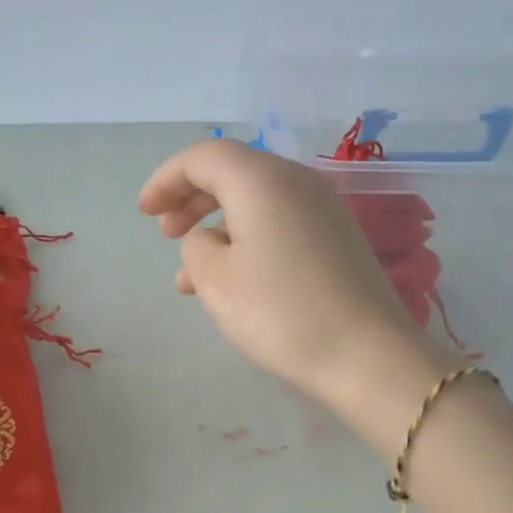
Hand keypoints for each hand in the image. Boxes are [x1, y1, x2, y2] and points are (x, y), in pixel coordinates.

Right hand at [138, 140, 457, 443]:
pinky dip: (247, 240)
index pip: (204, 156)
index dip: (166, 179)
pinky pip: (280, 223)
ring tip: (190, 276)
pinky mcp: (338, 238)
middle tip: (165, 234)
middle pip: (233, 173)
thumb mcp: (217, 280)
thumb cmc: (281, 313)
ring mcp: (323, 209)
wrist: (368, 356)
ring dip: (216, 227)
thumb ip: (196, 246)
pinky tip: (232, 281)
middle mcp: (297, 181)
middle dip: (190, 199)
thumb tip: (207, 239)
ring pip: (255, 202)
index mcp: (262, 180)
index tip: (144, 212)